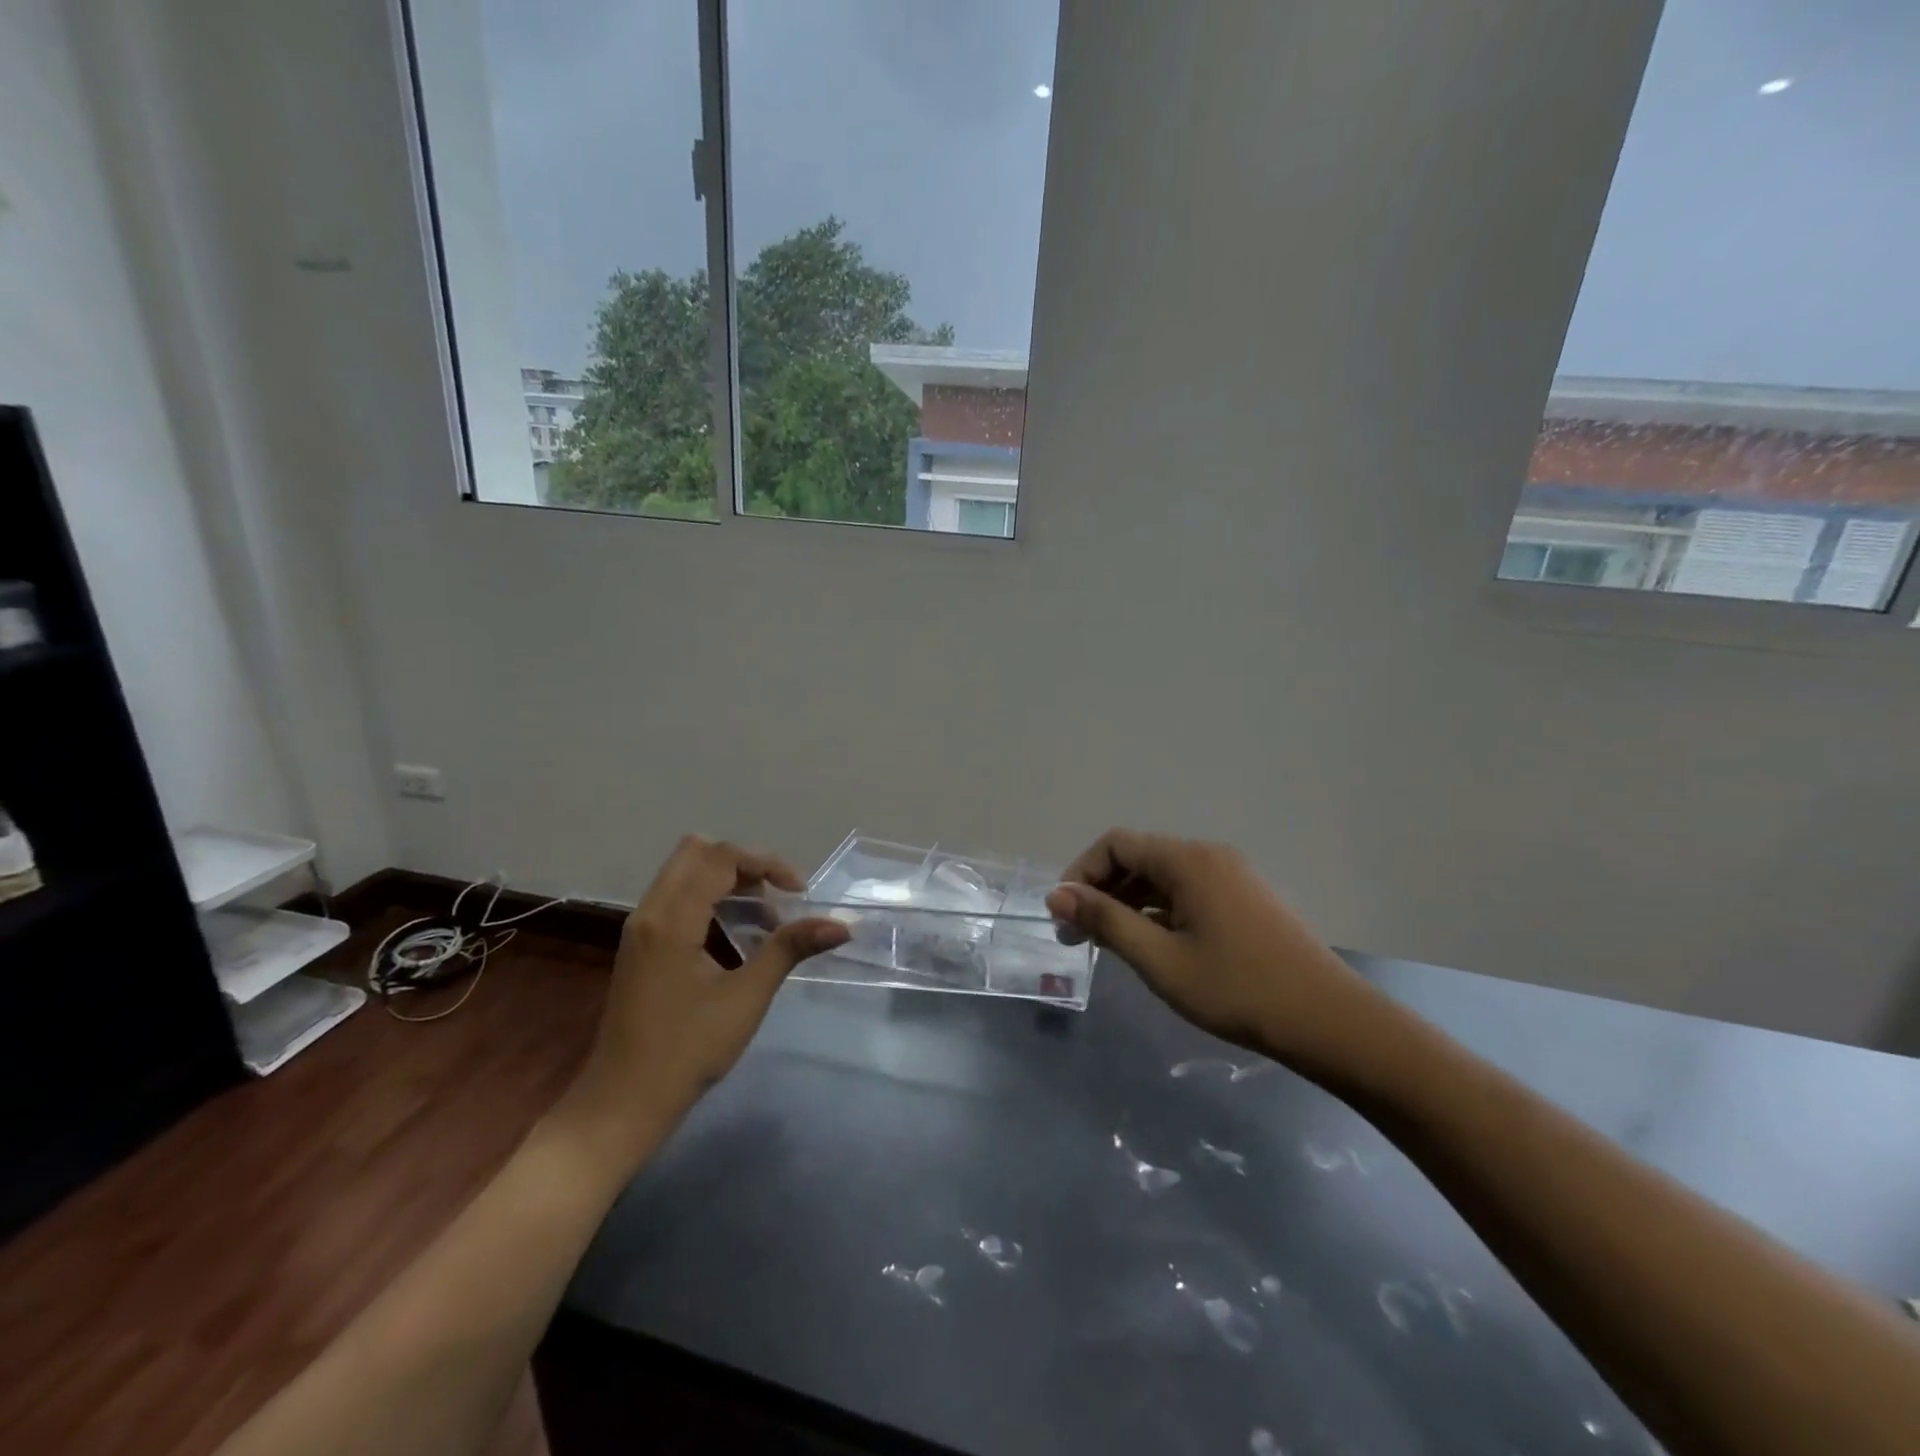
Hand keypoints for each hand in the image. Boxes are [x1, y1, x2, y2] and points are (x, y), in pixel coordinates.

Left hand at [556, 836, 848, 1167]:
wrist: (623, 1103)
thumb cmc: (687, 1051)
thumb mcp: (746, 998)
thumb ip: (789, 949)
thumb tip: (841, 925)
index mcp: (671, 919)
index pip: (720, 858)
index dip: (766, 864)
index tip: (800, 894)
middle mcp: (650, 911)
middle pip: (697, 852)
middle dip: (744, 863)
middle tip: (777, 895)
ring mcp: (641, 927)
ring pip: (685, 872)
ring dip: (728, 880)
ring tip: (765, 918)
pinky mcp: (641, 944)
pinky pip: (677, 897)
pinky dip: (710, 898)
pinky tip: (736, 934)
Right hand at [1045, 829, 1385, 1076]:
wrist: (1330, 1022)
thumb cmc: (1237, 989)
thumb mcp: (1160, 959)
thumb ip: (1106, 922)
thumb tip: (1056, 895)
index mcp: (1188, 860)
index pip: (1115, 845)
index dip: (1080, 873)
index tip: (1063, 917)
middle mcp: (1208, 856)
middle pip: (1138, 857)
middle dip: (1100, 891)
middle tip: (1077, 938)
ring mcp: (1230, 877)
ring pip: (1161, 877)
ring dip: (1127, 903)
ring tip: (1108, 946)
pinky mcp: (1243, 900)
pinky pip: (1186, 892)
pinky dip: (1157, 911)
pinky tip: (1150, 946)